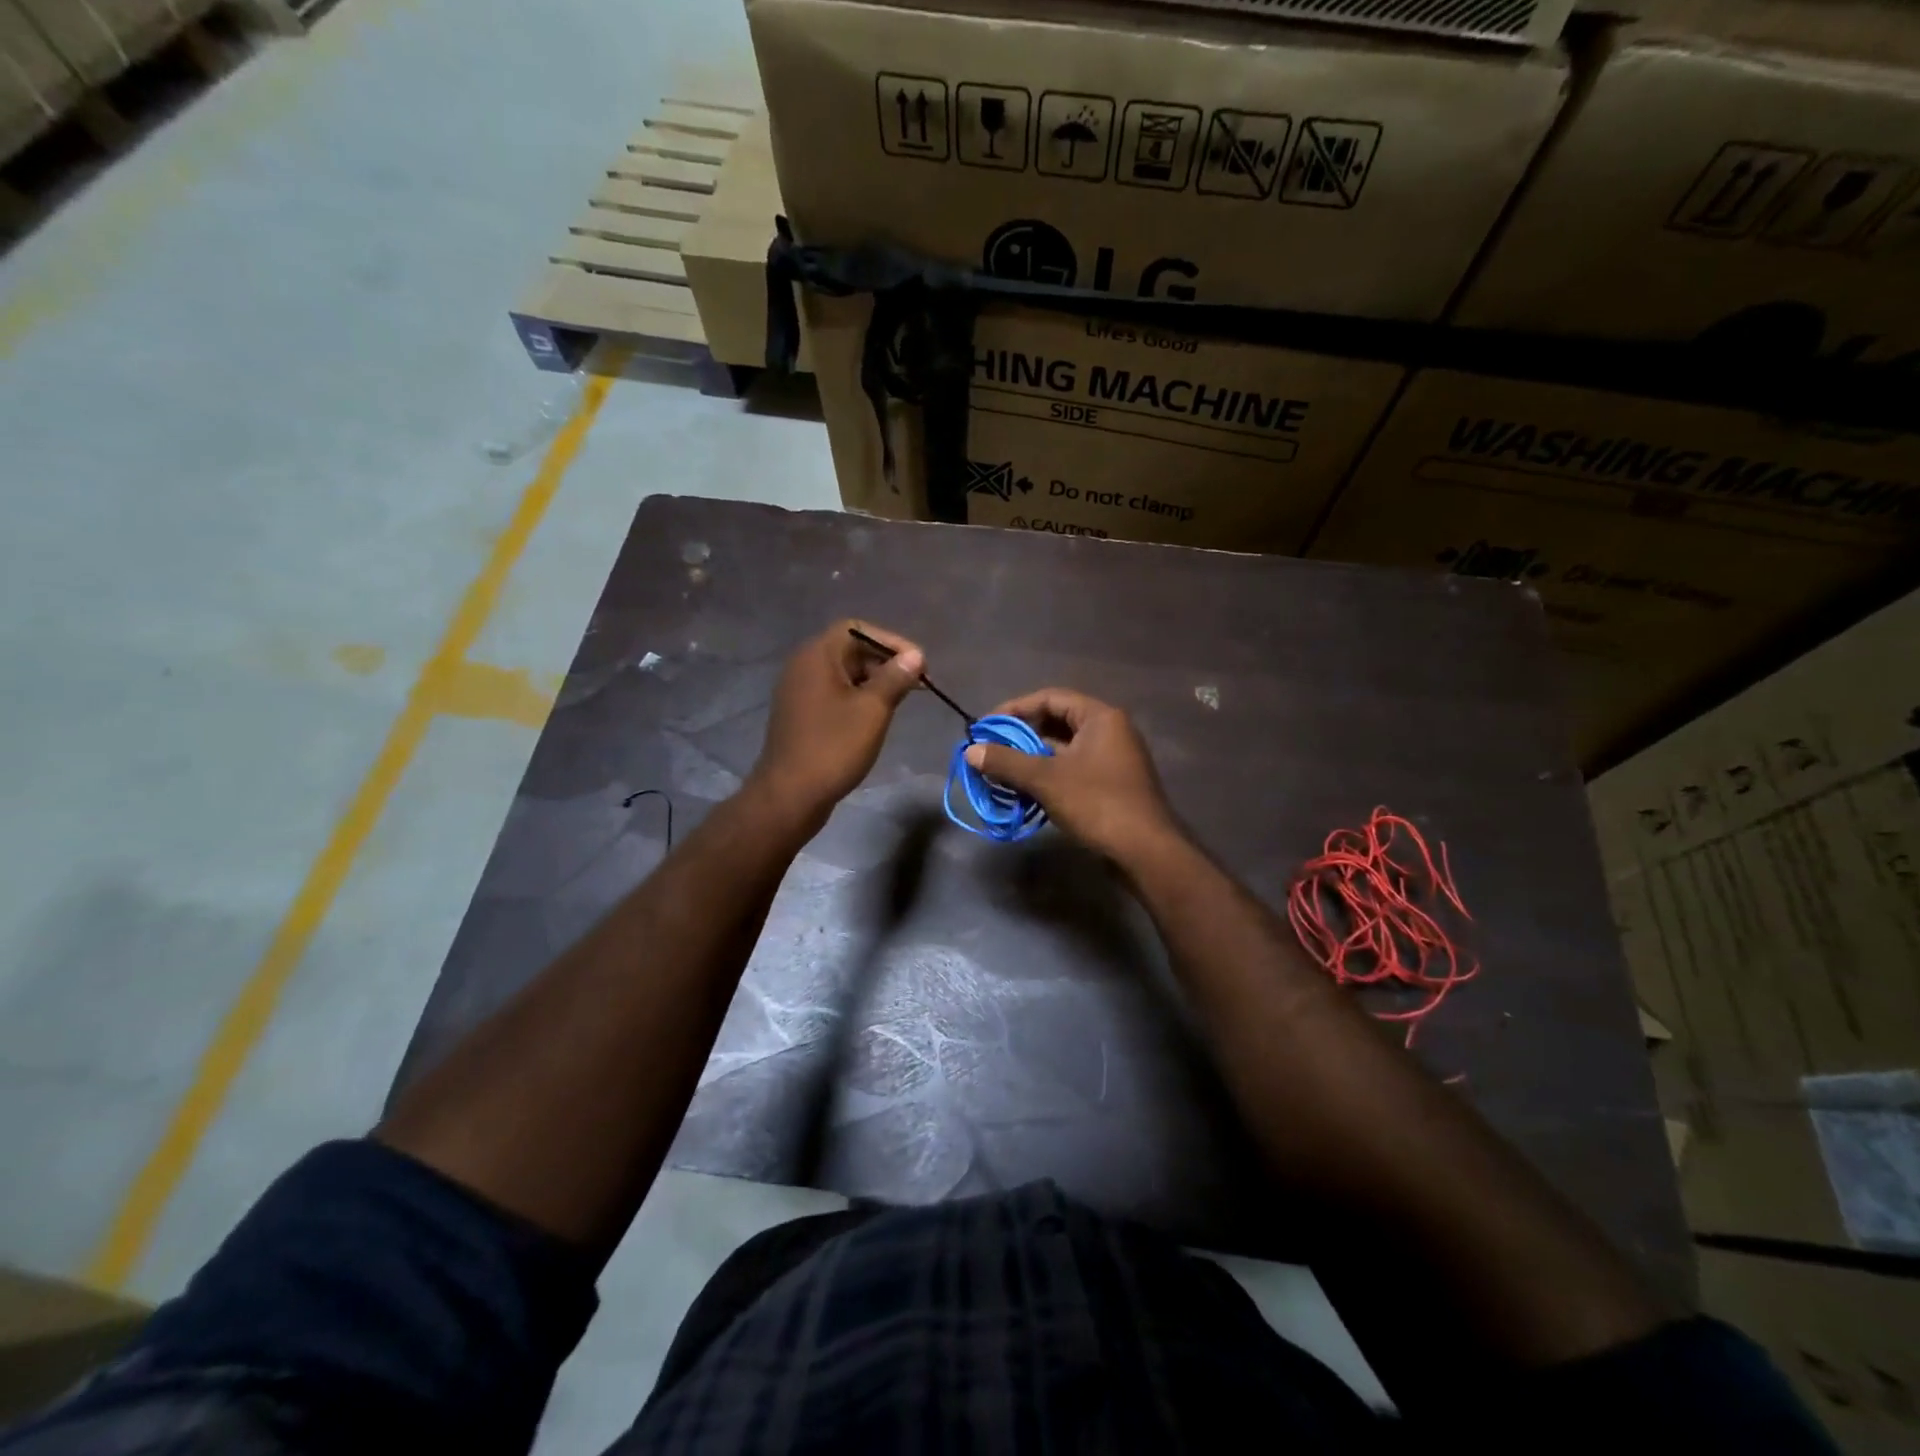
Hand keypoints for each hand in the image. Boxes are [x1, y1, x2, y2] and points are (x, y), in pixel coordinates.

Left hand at [748, 620, 923, 828]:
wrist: (790, 794)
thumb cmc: (834, 747)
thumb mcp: (872, 709)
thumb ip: (895, 678)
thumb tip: (915, 656)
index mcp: (817, 655)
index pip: (857, 628)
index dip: (891, 641)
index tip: (918, 664)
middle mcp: (804, 665)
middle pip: (850, 649)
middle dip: (886, 662)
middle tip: (916, 684)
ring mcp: (799, 690)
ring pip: (844, 673)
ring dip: (875, 681)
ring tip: (902, 700)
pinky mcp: (802, 713)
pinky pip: (834, 693)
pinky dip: (858, 697)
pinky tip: (877, 716)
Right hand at [964, 688, 1179, 861]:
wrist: (1145, 850)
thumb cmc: (1097, 803)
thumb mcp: (1046, 779)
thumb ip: (1007, 762)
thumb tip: (970, 751)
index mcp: (1100, 717)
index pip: (1050, 698)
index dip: (1015, 709)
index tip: (988, 726)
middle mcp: (1110, 731)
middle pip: (1057, 722)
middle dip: (1021, 736)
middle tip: (992, 750)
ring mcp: (1113, 759)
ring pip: (1064, 749)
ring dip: (1032, 759)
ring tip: (1002, 773)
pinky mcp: (1112, 784)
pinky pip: (1073, 769)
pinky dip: (1048, 775)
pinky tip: (1026, 792)